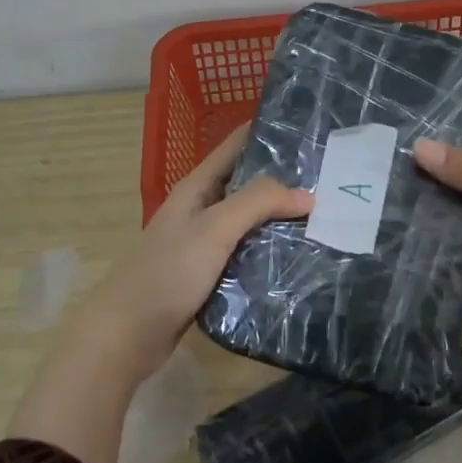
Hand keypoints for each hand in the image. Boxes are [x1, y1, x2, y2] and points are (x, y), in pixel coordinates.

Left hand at [77, 124, 311, 380]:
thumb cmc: (168, 272)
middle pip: (248, 183)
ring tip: (326, 214)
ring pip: (251, 220)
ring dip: (281, 217)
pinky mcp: (211, 273)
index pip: (236, 145)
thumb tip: (307, 194)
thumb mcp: (214, 228)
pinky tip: (299, 254)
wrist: (130, 333)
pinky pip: (248, 252)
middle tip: (332, 177)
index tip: (309, 128)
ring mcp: (206, 242)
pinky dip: (271, 249)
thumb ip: (258, 203)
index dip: (267, 132)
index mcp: (197, 187)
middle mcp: (202, 208)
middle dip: (284, 178)